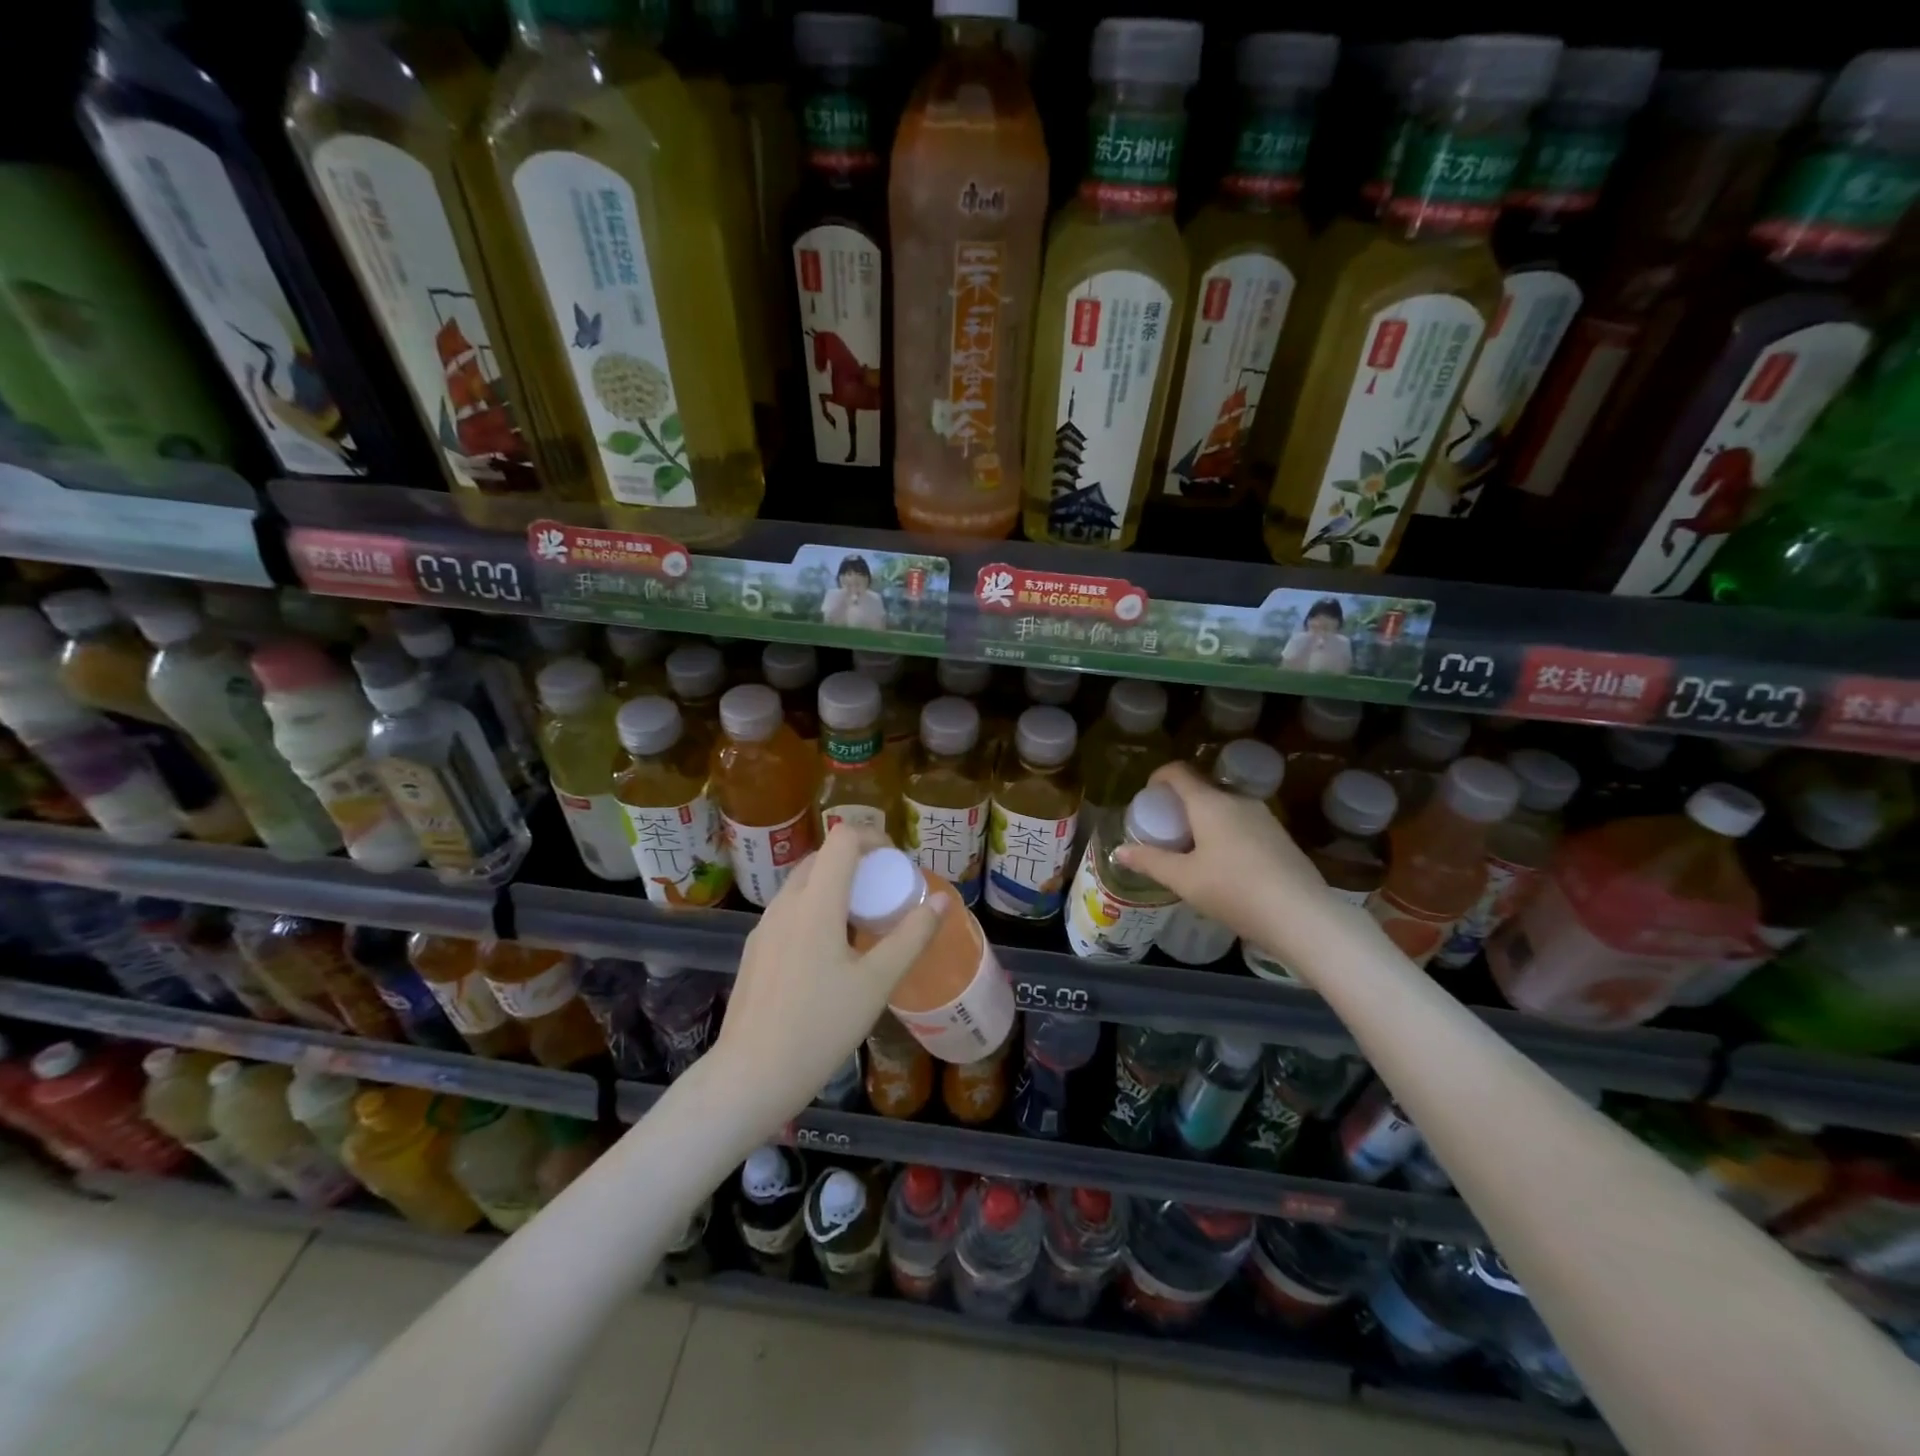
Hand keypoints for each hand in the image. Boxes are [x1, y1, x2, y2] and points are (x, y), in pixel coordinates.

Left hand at [713, 824, 943, 1125]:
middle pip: (822, 857)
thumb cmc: (820, 1027)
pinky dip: (815, 909)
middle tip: (885, 892)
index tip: (896, 862)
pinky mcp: (755, 950)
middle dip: (857, 862)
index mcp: (816, 902)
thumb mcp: (876, 983)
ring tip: (862, 922)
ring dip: (835, 886)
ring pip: (803, 884)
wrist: (751, 1076)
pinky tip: (830, 953)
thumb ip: (912, 937)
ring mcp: (764, 927)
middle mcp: (785, 904)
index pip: (842, 838)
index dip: (873, 837)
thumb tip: (942, 900)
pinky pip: (789, 910)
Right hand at [1114, 761, 1328, 957]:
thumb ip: (1150, 862)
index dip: (1158, 778)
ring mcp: (1264, 817)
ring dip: (1204, 821)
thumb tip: (1119, 852)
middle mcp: (1238, 801)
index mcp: (1210, 803)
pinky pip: (1243, 824)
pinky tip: (1225, 867)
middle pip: (1202, 790)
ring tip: (1193, 852)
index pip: (1178, 772)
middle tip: (1166, 832)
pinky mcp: (1281, 837)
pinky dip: (1226, 834)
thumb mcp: (1184, 880)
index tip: (1148, 798)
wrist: (1302, 916)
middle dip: (1180, 805)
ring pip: (1224, 808)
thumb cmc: (1234, 891)